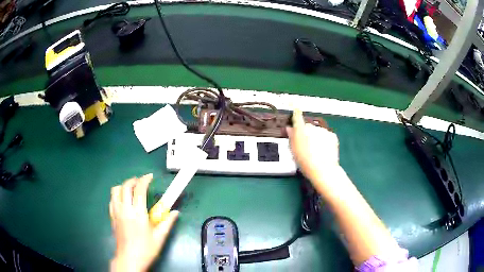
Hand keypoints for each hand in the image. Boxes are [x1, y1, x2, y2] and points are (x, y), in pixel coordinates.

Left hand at [110, 174, 178, 271]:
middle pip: (125, 186)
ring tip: (131, 189)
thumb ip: (167, 223)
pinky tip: (123, 200)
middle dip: (133, 180)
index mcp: (138, 213)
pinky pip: (112, 200)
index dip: (145, 180)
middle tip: (141, 182)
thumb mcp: (160, 237)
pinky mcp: (112, 217)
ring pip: (115, 190)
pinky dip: (117, 195)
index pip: (139, 189)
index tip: (150, 177)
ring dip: (123, 186)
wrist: (129, 259)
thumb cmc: (145, 249)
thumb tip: (175, 212)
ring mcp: (116, 212)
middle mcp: (125, 209)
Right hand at [286, 109, 339, 181]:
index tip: (295, 109)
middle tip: (305, 145)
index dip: (296, 112)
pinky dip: (325, 141)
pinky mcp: (333, 136)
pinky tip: (323, 150)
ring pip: (318, 131)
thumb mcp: (293, 150)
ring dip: (316, 137)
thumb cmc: (304, 161)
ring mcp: (323, 131)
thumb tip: (290, 128)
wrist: (323, 169)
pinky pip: (326, 136)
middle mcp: (312, 127)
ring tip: (315, 151)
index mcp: (301, 129)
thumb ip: (291, 137)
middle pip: (308, 126)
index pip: (297, 115)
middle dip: (306, 132)